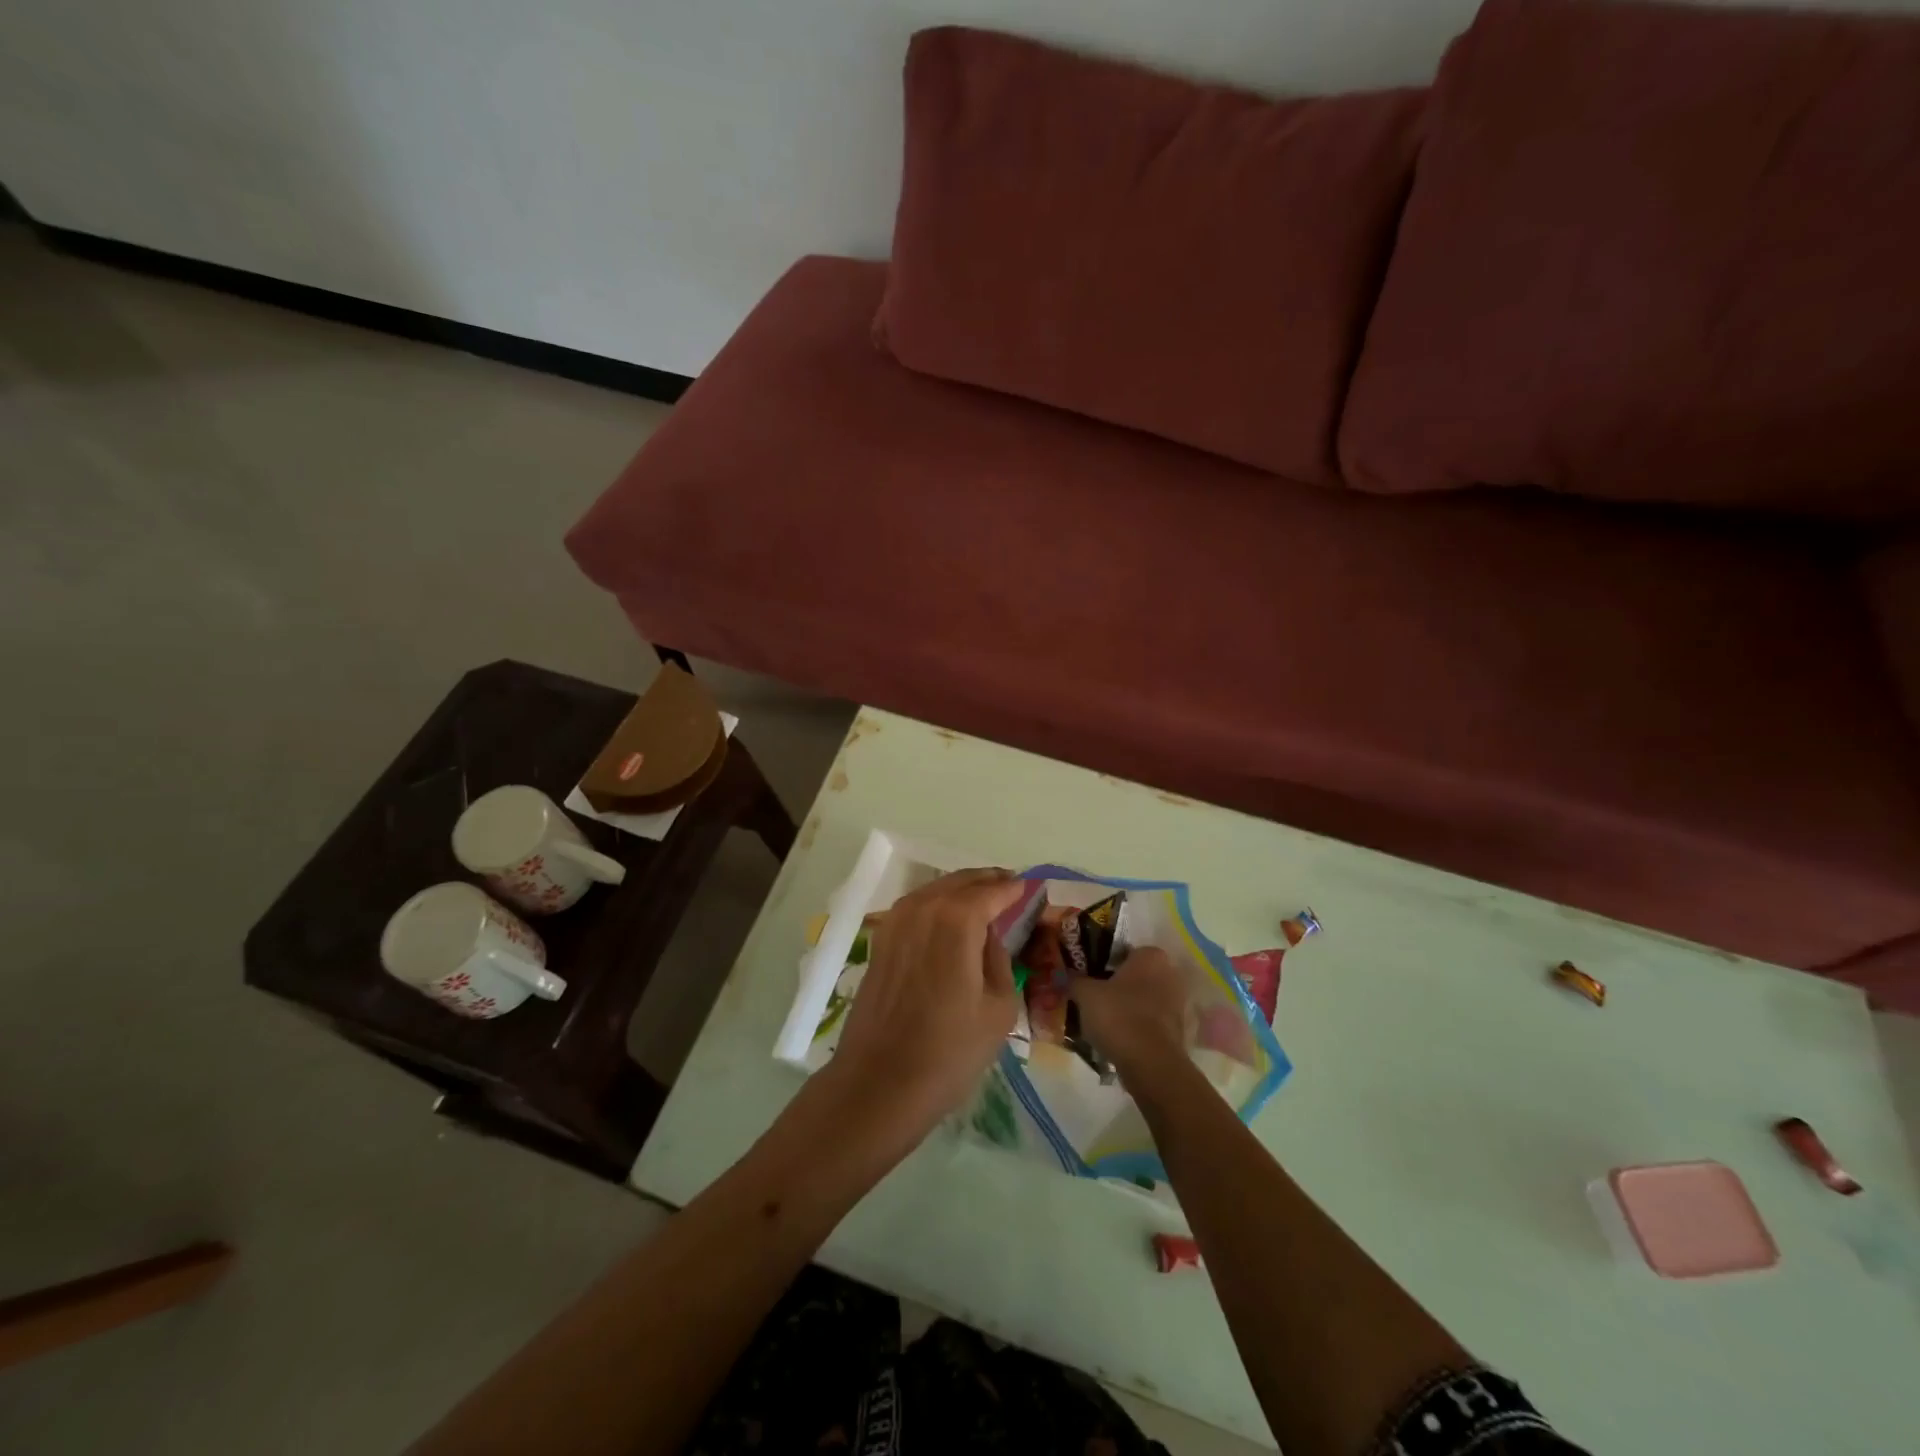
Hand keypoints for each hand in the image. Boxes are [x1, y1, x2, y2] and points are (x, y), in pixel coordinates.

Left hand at [825, 869, 1025, 1142]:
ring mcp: (897, 921)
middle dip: (988, 882)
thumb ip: (1000, 959)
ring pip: (935, 890)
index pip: (993, 891)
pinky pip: (916, 908)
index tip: (1032, 889)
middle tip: (1010, 887)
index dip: (1014, 889)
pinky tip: (948, 919)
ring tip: (984, 901)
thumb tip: (990, 936)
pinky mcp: (881, 940)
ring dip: (961, 890)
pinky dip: (936, 904)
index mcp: (957, 919)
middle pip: (961, 882)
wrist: (880, 1082)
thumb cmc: (950, 1051)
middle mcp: (924, 908)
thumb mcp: (999, 1007)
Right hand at [1071, 946, 1191, 1077]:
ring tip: (1101, 1019)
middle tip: (1092, 996)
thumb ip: (1075, 980)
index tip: (1088, 975)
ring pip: (1143, 999)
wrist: (1150, 1064)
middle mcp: (1169, 973)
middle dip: (1116, 985)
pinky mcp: (1178, 1030)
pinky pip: (1150, 1020)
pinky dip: (1136, 1025)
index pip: (1123, 951)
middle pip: (1135, 975)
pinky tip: (1116, 1036)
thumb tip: (1064, 974)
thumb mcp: (1086, 994)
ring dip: (1126, 1006)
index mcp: (1150, 956)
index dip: (1103, 962)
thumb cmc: (1118, 1016)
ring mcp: (1177, 1003)